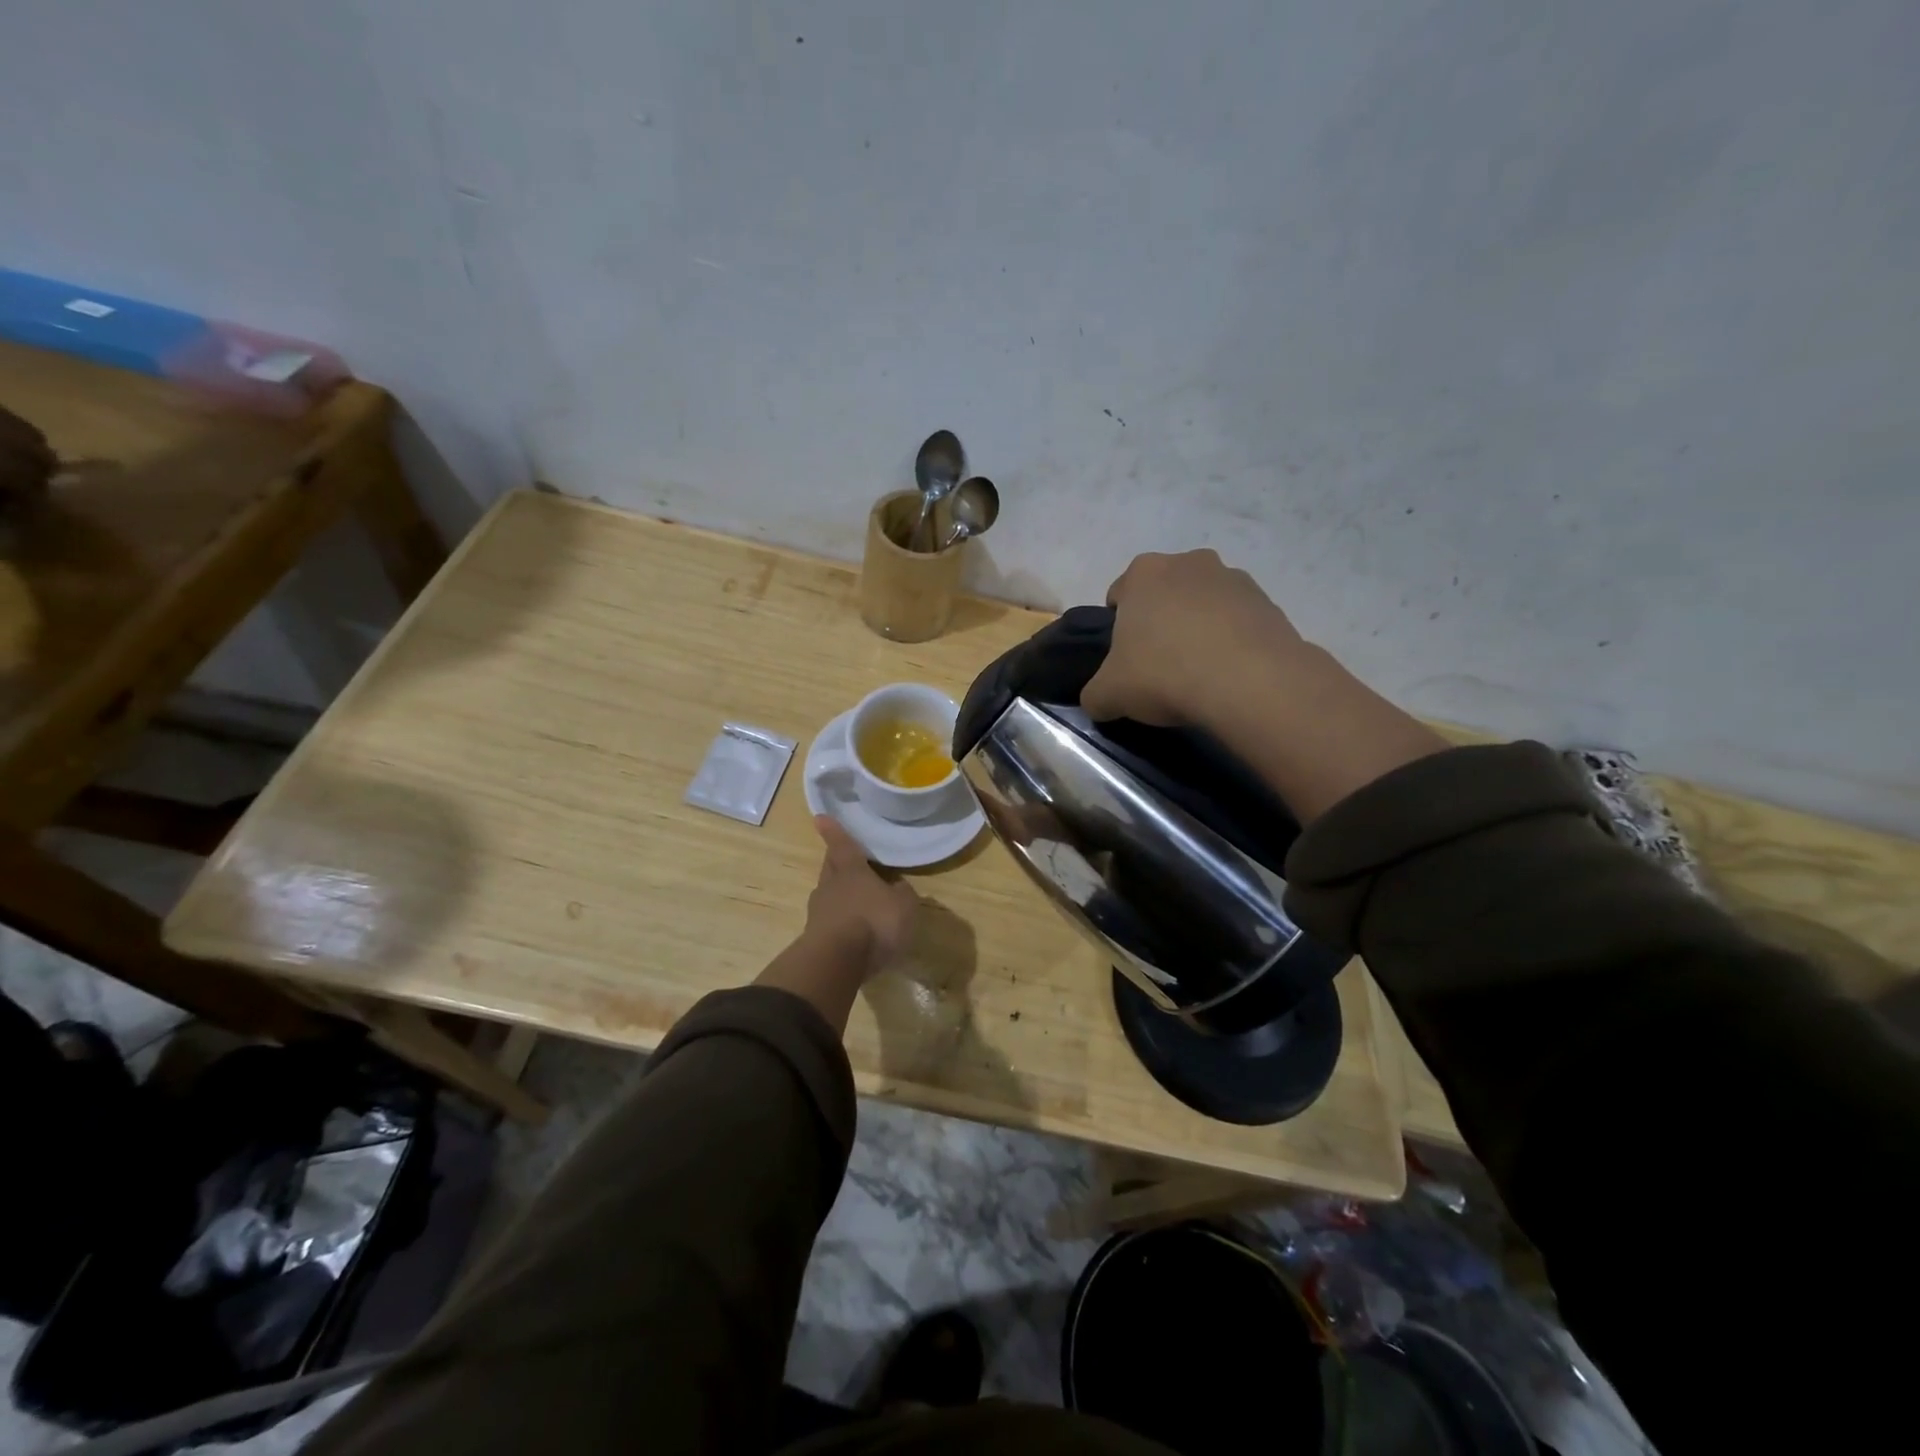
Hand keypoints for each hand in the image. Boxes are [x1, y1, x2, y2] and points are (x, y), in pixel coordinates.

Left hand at [804, 816, 919, 977]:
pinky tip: (851, 930)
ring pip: (827, 894)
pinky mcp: (815, 938)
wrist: (836, 962)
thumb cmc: (873, 922)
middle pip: (831, 867)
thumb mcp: (903, 905)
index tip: (820, 817)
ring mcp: (818, 912)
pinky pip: (829, 921)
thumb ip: (902, 893)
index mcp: (851, 871)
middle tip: (841, 857)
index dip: (834, 831)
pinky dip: (838, 921)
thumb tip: (896, 887)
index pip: (843, 845)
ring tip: (852, 898)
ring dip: (837, 894)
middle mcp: (830, 886)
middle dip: (836, 861)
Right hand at [1081, 549, 1309, 728]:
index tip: (1126, 659)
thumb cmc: (1164, 674)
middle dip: (1161, 622)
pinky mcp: (1268, 602)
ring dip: (1198, 628)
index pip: (1118, 595)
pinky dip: (1231, 641)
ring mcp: (1233, 578)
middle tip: (1160, 665)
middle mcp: (1188, 562)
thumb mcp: (1109, 694)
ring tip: (1200, 672)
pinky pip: (1238, 621)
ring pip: (1203, 604)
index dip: (1117, 629)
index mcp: (1143, 573)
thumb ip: (1095, 694)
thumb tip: (1099, 701)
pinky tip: (1229, 674)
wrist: (1249, 683)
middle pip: (1164, 594)